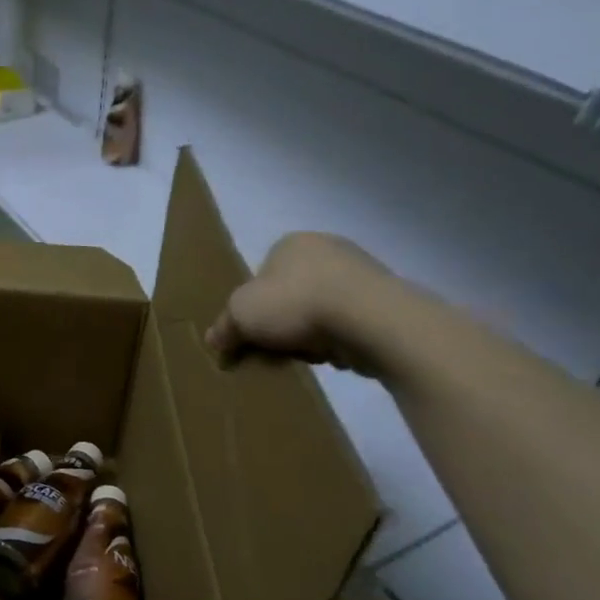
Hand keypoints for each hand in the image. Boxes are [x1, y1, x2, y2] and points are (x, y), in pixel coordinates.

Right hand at [206, 233, 397, 376]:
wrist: (369, 318)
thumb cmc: (295, 303)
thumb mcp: (241, 315)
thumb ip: (225, 327)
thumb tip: (213, 340)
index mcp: (291, 243)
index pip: (262, 276)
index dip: (254, 307)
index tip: (254, 333)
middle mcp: (327, 249)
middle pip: (292, 295)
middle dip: (284, 324)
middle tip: (278, 349)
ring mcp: (361, 273)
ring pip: (321, 311)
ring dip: (313, 335)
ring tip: (310, 356)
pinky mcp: (385, 301)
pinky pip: (351, 324)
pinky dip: (341, 341)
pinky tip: (338, 356)